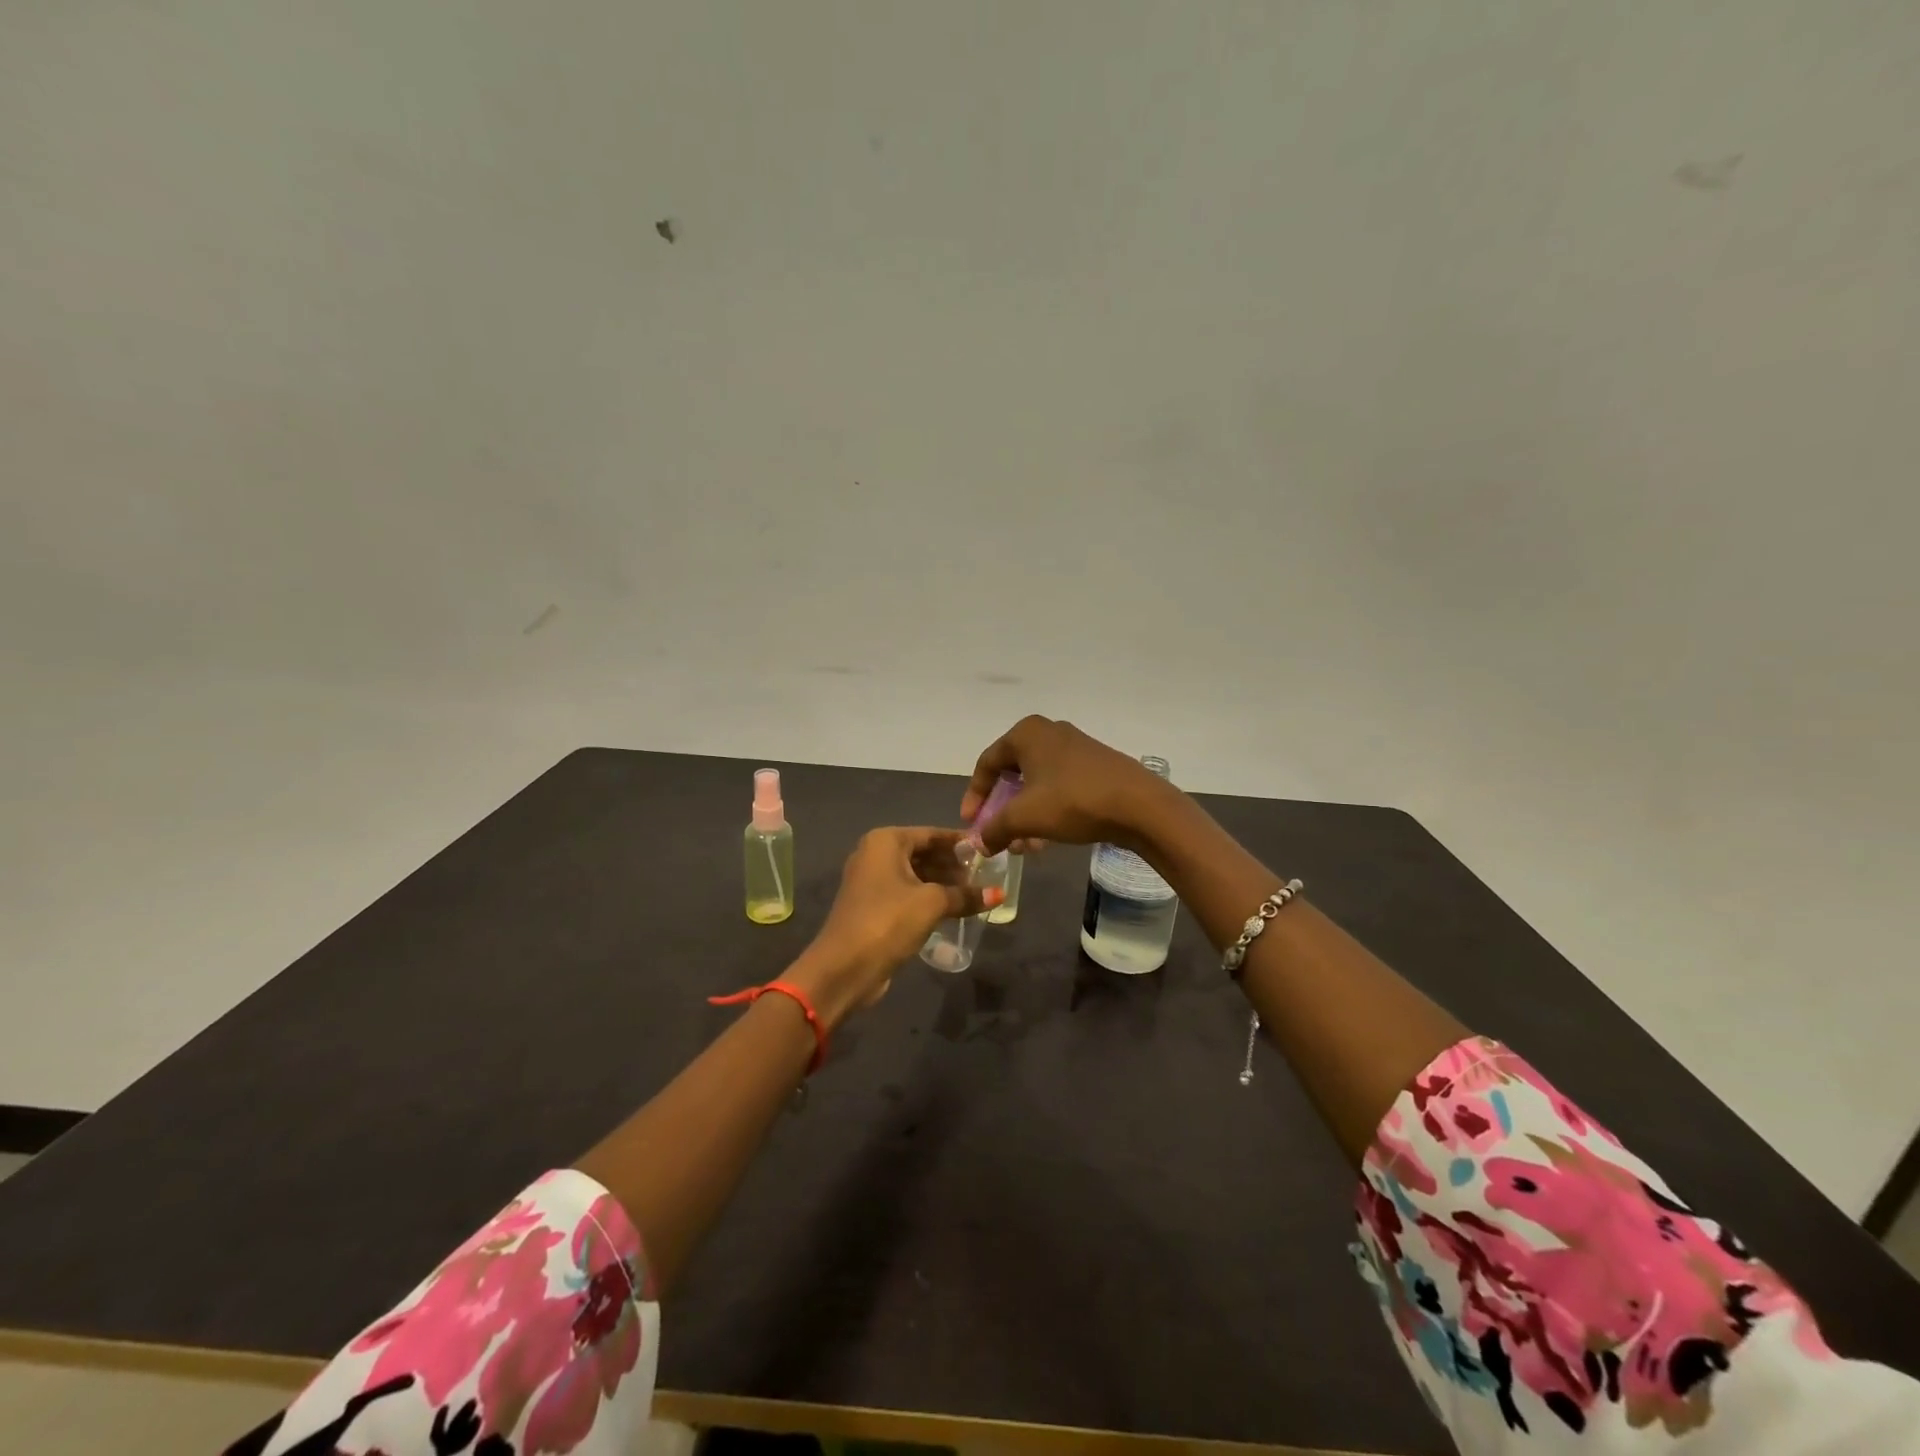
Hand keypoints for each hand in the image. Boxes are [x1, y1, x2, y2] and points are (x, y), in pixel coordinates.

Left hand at [788, 827, 999, 1026]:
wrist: (844, 967)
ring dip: (942, 883)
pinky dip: (927, 897)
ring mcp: (870, 881)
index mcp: (885, 841)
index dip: (960, 842)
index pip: (931, 834)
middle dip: (952, 864)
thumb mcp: (932, 904)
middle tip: (984, 875)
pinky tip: (952, 909)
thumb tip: (998, 894)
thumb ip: (965, 895)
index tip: (987, 850)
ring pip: (914, 874)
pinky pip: (906, 893)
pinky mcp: (872, 906)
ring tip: (974, 893)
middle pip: (922, 853)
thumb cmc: (889, 921)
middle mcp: (874, 854)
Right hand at [961, 716, 1174, 854]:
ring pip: (1037, 784)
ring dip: (1025, 816)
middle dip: (1002, 811)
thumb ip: (994, 829)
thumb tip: (978, 843)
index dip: (975, 796)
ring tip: (1024, 847)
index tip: (970, 825)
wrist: (1140, 805)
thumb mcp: (1025, 817)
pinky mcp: (1095, 765)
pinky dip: (1047, 810)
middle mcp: (1049, 732)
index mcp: (1026, 733)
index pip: (987, 764)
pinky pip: (1059, 787)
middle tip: (997, 837)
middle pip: (1012, 774)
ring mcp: (1075, 747)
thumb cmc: (1073, 801)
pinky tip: (1048, 839)